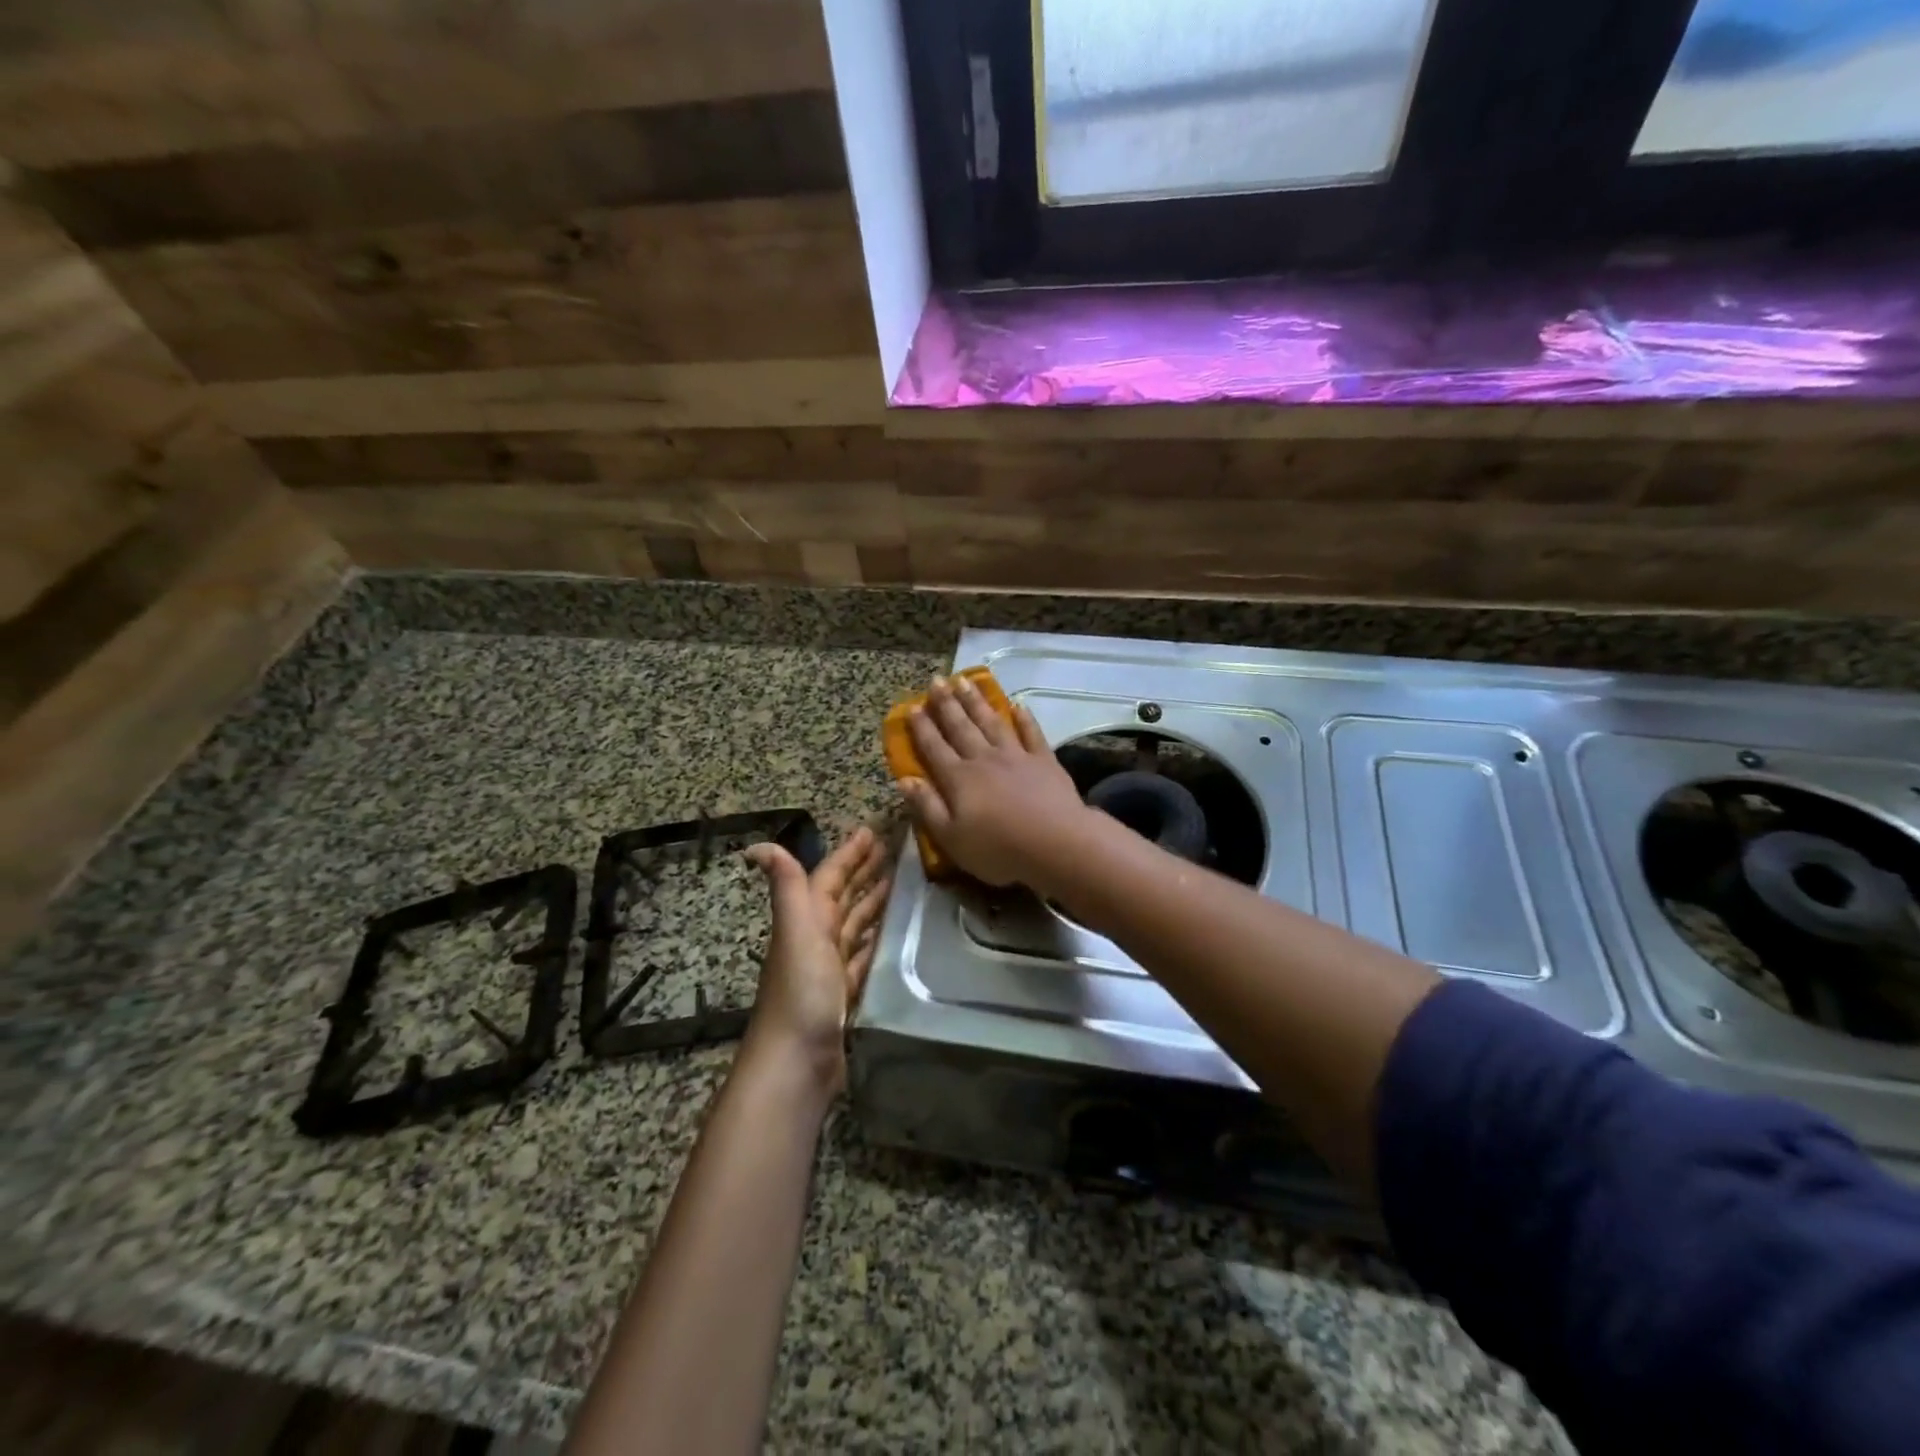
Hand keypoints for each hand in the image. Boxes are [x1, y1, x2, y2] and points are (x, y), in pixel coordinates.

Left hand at [741, 827, 890, 1094]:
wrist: (794, 1063)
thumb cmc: (800, 993)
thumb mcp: (796, 933)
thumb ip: (787, 888)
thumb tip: (757, 845)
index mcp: (807, 921)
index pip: (830, 877)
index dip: (848, 854)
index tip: (871, 832)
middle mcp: (816, 939)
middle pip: (842, 898)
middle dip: (862, 872)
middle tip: (891, 851)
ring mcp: (829, 969)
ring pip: (854, 925)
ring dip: (871, 902)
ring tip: (898, 884)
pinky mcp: (844, 994)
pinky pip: (862, 956)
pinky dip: (874, 940)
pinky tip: (889, 935)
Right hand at [896, 675, 1092, 892]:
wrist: (1056, 843)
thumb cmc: (998, 849)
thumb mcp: (951, 838)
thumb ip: (927, 807)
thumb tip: (904, 780)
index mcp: (958, 779)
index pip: (934, 748)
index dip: (921, 727)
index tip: (912, 706)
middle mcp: (984, 759)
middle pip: (961, 727)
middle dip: (946, 704)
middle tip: (936, 681)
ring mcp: (1016, 756)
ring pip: (991, 722)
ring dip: (977, 701)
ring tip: (965, 681)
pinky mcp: (1044, 760)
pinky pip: (1031, 733)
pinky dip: (1024, 718)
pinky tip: (1017, 705)